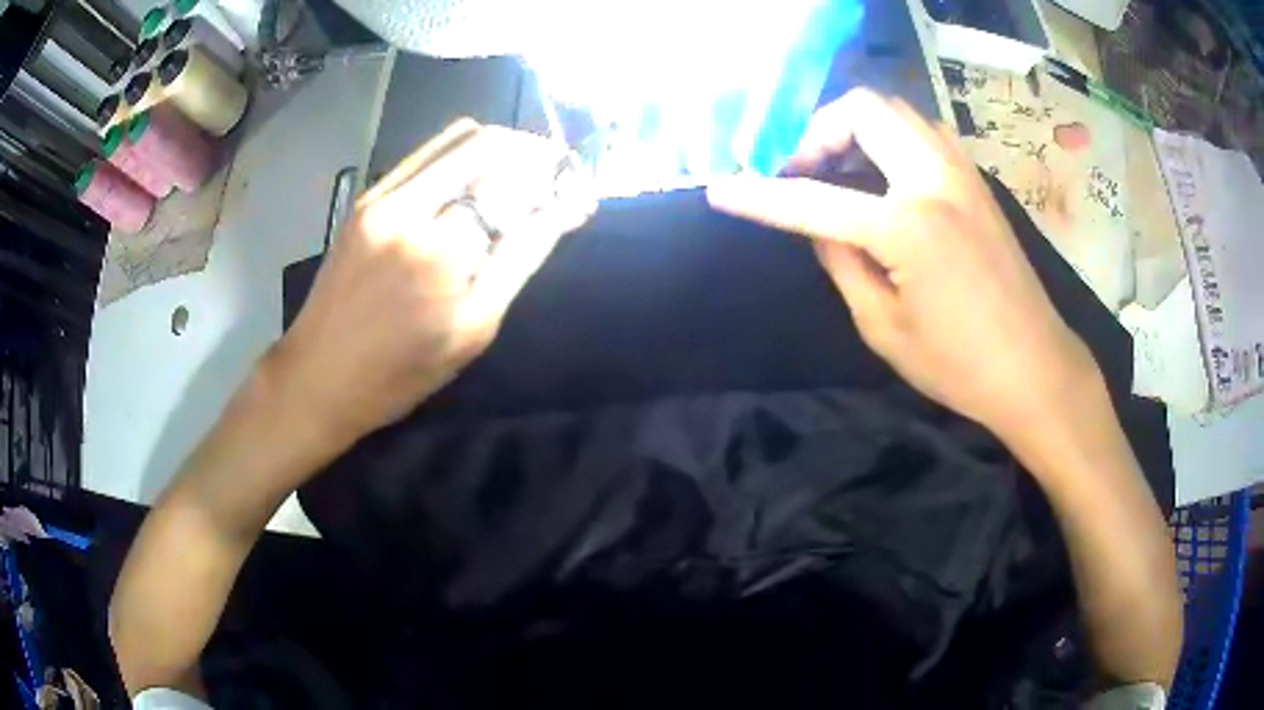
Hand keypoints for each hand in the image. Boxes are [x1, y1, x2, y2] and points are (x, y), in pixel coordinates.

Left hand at [273, 120, 593, 439]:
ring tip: (524, 175)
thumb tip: (559, 211)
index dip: (555, 184)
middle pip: (487, 144)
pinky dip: (463, 157)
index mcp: (442, 250)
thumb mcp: (472, 331)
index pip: (515, 186)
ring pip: (456, 140)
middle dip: (532, 152)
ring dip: (500, 149)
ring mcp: (382, 196)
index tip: (578, 196)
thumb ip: (518, 261)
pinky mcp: (366, 198)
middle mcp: (410, 208)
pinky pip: (426, 157)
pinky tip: (478, 180)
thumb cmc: (399, 374)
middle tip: (556, 176)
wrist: (317, 377)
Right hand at [707, 90, 1100, 441]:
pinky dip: (891, 138)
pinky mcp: (977, 180)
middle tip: (802, 170)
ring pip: (896, 111)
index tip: (722, 190)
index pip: (814, 199)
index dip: (761, 196)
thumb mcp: (883, 328)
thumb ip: (841, 264)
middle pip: (863, 109)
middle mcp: (935, 179)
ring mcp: (962, 173)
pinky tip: (885, 175)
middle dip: (818, 131)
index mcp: (908, 226)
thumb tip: (817, 227)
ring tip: (839, 169)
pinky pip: (924, 131)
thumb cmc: (959, 365)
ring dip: (856, 128)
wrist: (1034, 367)